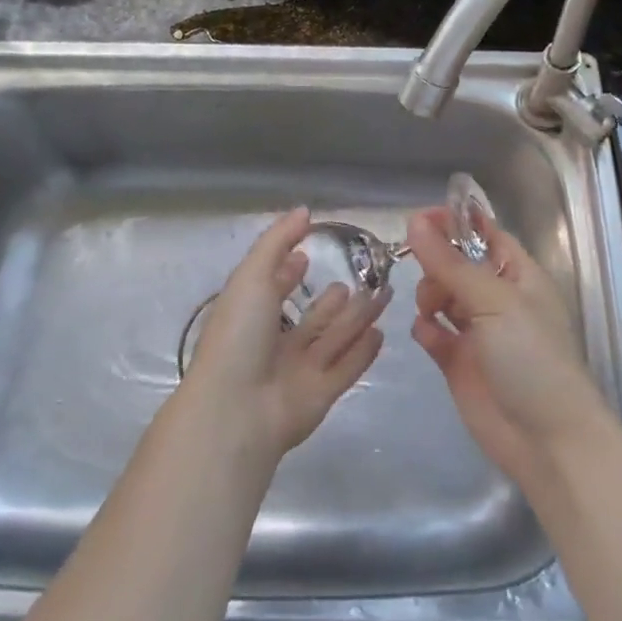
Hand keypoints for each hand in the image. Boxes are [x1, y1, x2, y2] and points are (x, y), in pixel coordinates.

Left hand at [183, 208, 387, 458]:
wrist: (238, 409)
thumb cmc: (240, 335)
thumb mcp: (252, 276)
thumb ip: (278, 241)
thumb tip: (304, 211)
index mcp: (251, 316)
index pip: (273, 289)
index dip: (288, 272)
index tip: (308, 254)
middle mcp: (275, 343)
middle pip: (313, 317)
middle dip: (336, 298)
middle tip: (365, 276)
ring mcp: (299, 370)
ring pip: (335, 338)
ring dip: (357, 317)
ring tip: (382, 294)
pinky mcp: (322, 394)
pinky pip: (347, 367)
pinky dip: (363, 351)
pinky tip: (381, 333)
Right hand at [407, 208, 609, 487]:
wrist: (547, 440)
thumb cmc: (532, 358)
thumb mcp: (493, 302)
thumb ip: (450, 263)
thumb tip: (414, 222)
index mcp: (519, 275)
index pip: (485, 234)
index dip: (455, 223)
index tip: (420, 219)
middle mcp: (498, 298)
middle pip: (457, 263)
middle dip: (437, 262)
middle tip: (426, 274)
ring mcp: (478, 332)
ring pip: (442, 295)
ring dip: (430, 294)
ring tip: (430, 308)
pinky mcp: (459, 362)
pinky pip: (434, 333)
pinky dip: (427, 328)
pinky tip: (428, 333)